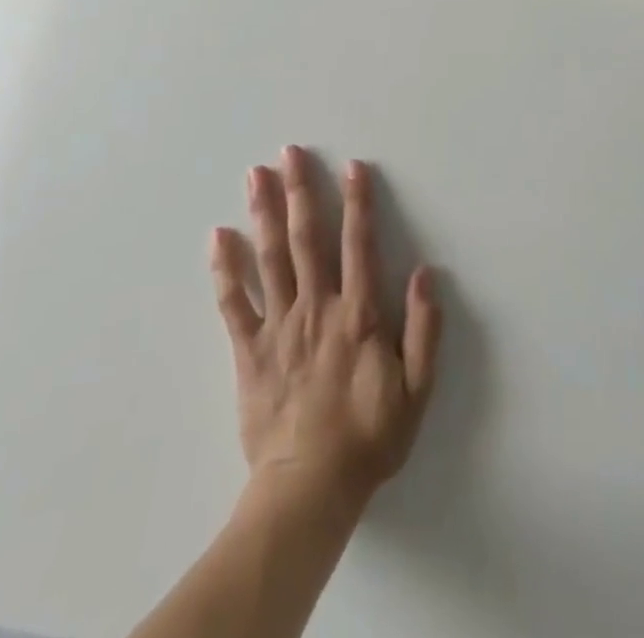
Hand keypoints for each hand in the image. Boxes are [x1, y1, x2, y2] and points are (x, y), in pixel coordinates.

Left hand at [210, 147, 441, 512]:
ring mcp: (278, 326)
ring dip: (263, 212)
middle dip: (299, 190)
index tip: (353, 166)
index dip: (358, 202)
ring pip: (269, 258)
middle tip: (289, 152)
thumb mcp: (416, 391)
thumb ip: (424, 330)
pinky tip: (218, 236)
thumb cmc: (368, 438)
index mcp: (357, 315)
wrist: (309, 491)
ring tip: (255, 174)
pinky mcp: (249, 350)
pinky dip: (225, 268)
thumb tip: (426, 273)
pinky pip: (234, 303)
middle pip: (306, 238)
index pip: (358, 245)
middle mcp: (316, 308)